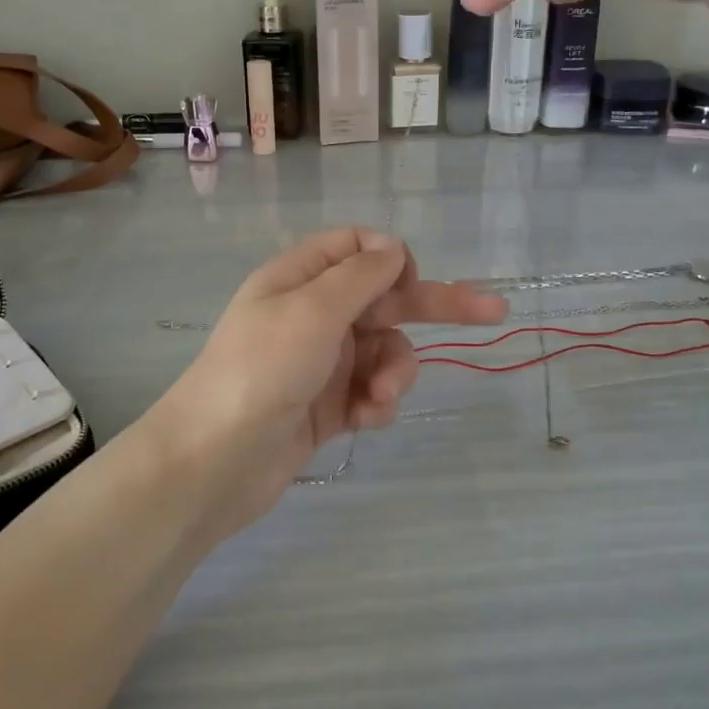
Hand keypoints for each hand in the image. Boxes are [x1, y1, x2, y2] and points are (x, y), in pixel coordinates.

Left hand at [160, 229, 505, 537]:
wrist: (214, 462)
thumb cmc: (262, 370)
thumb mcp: (313, 310)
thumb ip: (359, 275)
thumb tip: (394, 247)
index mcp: (300, 278)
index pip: (355, 246)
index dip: (390, 257)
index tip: (411, 281)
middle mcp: (312, 313)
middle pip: (383, 298)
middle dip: (432, 307)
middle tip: (494, 311)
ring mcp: (321, 361)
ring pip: (384, 350)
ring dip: (394, 371)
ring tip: (380, 399)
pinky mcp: (328, 406)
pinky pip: (371, 391)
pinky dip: (376, 402)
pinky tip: (366, 420)